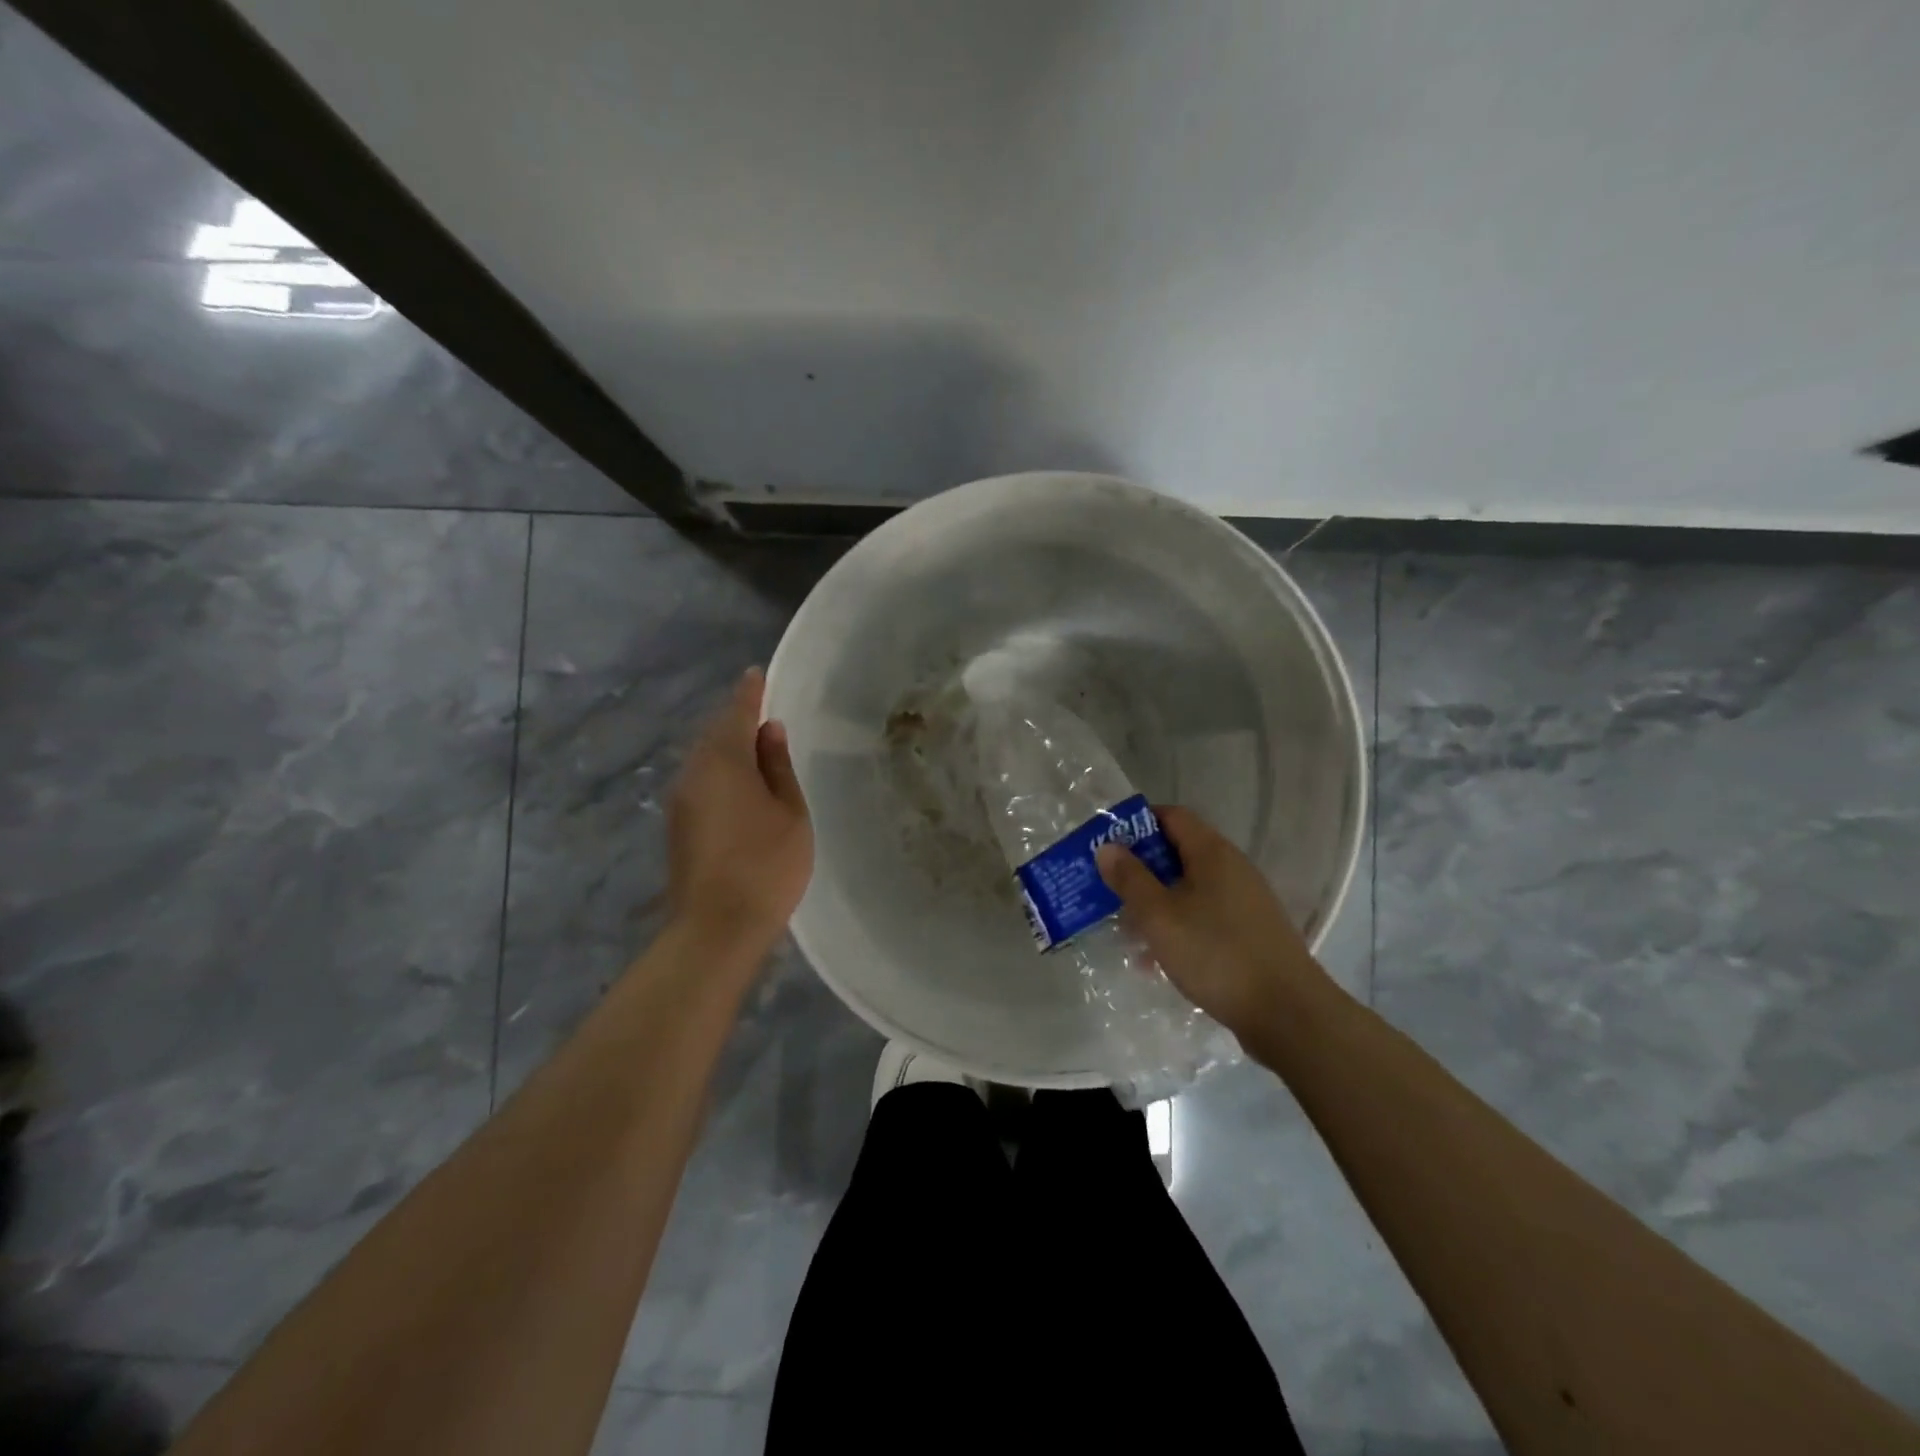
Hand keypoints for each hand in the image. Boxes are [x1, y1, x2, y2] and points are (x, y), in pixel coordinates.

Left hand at [666, 667, 811, 947]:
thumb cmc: (766, 864)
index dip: (749, 692)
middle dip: (737, 720)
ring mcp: (680, 800)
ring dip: (729, 748)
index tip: (757, 673)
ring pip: (706, 760)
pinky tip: (741, 784)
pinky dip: (722, 772)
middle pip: (715, 734)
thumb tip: (768, 731)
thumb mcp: (790, 811)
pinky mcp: (678, 826)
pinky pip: (702, 781)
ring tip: (758, 746)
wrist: (716, 928)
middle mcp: (693, 773)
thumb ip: (778, 766)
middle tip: (764, 710)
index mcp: (723, 761)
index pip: (736, 713)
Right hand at [1095, 805, 1323, 1041]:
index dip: (1136, 824)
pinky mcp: (1250, 932)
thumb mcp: (1159, 916)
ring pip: (1189, 889)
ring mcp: (1245, 901)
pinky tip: (1159, 959)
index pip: (1171, 816)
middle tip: (1109, 891)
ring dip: (1156, 903)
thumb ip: (1130, 879)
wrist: (1287, 1014)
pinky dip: (1178, 926)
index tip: (1107, 846)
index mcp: (1212, 853)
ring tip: (1127, 932)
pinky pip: (1204, 916)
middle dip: (1140, 870)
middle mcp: (1232, 868)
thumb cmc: (1216, 954)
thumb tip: (1107, 847)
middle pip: (1178, 853)